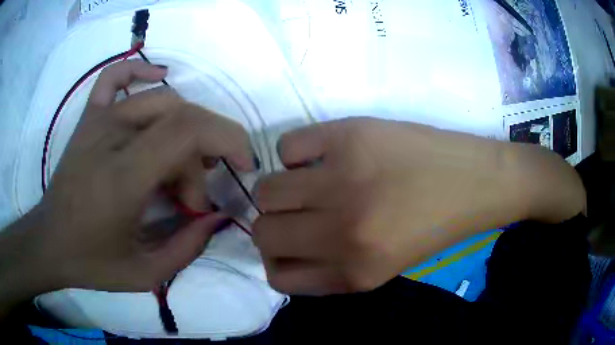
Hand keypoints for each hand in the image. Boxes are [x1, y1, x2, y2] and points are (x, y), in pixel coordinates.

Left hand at [0, 61, 255, 307]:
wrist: (49, 242)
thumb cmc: (91, 261)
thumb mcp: (145, 274)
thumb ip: (188, 247)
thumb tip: (218, 216)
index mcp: (124, 176)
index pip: (188, 130)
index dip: (228, 138)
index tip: (243, 166)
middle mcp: (112, 137)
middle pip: (181, 118)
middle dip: (204, 156)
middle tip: (193, 198)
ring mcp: (98, 121)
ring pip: (160, 101)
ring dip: (184, 132)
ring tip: (178, 167)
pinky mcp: (89, 118)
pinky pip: (115, 77)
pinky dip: (139, 69)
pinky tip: (157, 77)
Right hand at [253, 117, 584, 294]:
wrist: (476, 181)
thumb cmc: (433, 227)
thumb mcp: (380, 270)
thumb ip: (329, 272)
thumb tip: (284, 256)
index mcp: (354, 271)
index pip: (277, 278)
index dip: (276, 263)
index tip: (287, 249)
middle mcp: (342, 231)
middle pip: (262, 233)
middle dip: (271, 226)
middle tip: (293, 213)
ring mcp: (343, 179)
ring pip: (264, 190)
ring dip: (277, 190)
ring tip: (305, 182)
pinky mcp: (348, 135)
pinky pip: (288, 146)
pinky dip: (296, 153)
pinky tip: (321, 155)